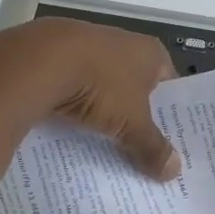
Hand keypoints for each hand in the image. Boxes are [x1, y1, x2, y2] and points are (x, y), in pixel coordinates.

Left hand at [0, 18, 181, 178]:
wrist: (40, 61)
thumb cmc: (102, 85)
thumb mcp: (133, 123)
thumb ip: (152, 146)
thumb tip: (174, 171)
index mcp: (151, 52)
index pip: (170, 85)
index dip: (170, 114)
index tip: (169, 143)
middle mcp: (123, 42)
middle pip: (135, 87)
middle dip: (135, 117)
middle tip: (139, 152)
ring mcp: (88, 45)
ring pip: (102, 87)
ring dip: (103, 112)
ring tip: (104, 145)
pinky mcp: (57, 54)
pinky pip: (74, 86)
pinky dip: (74, 105)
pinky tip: (70, 129)